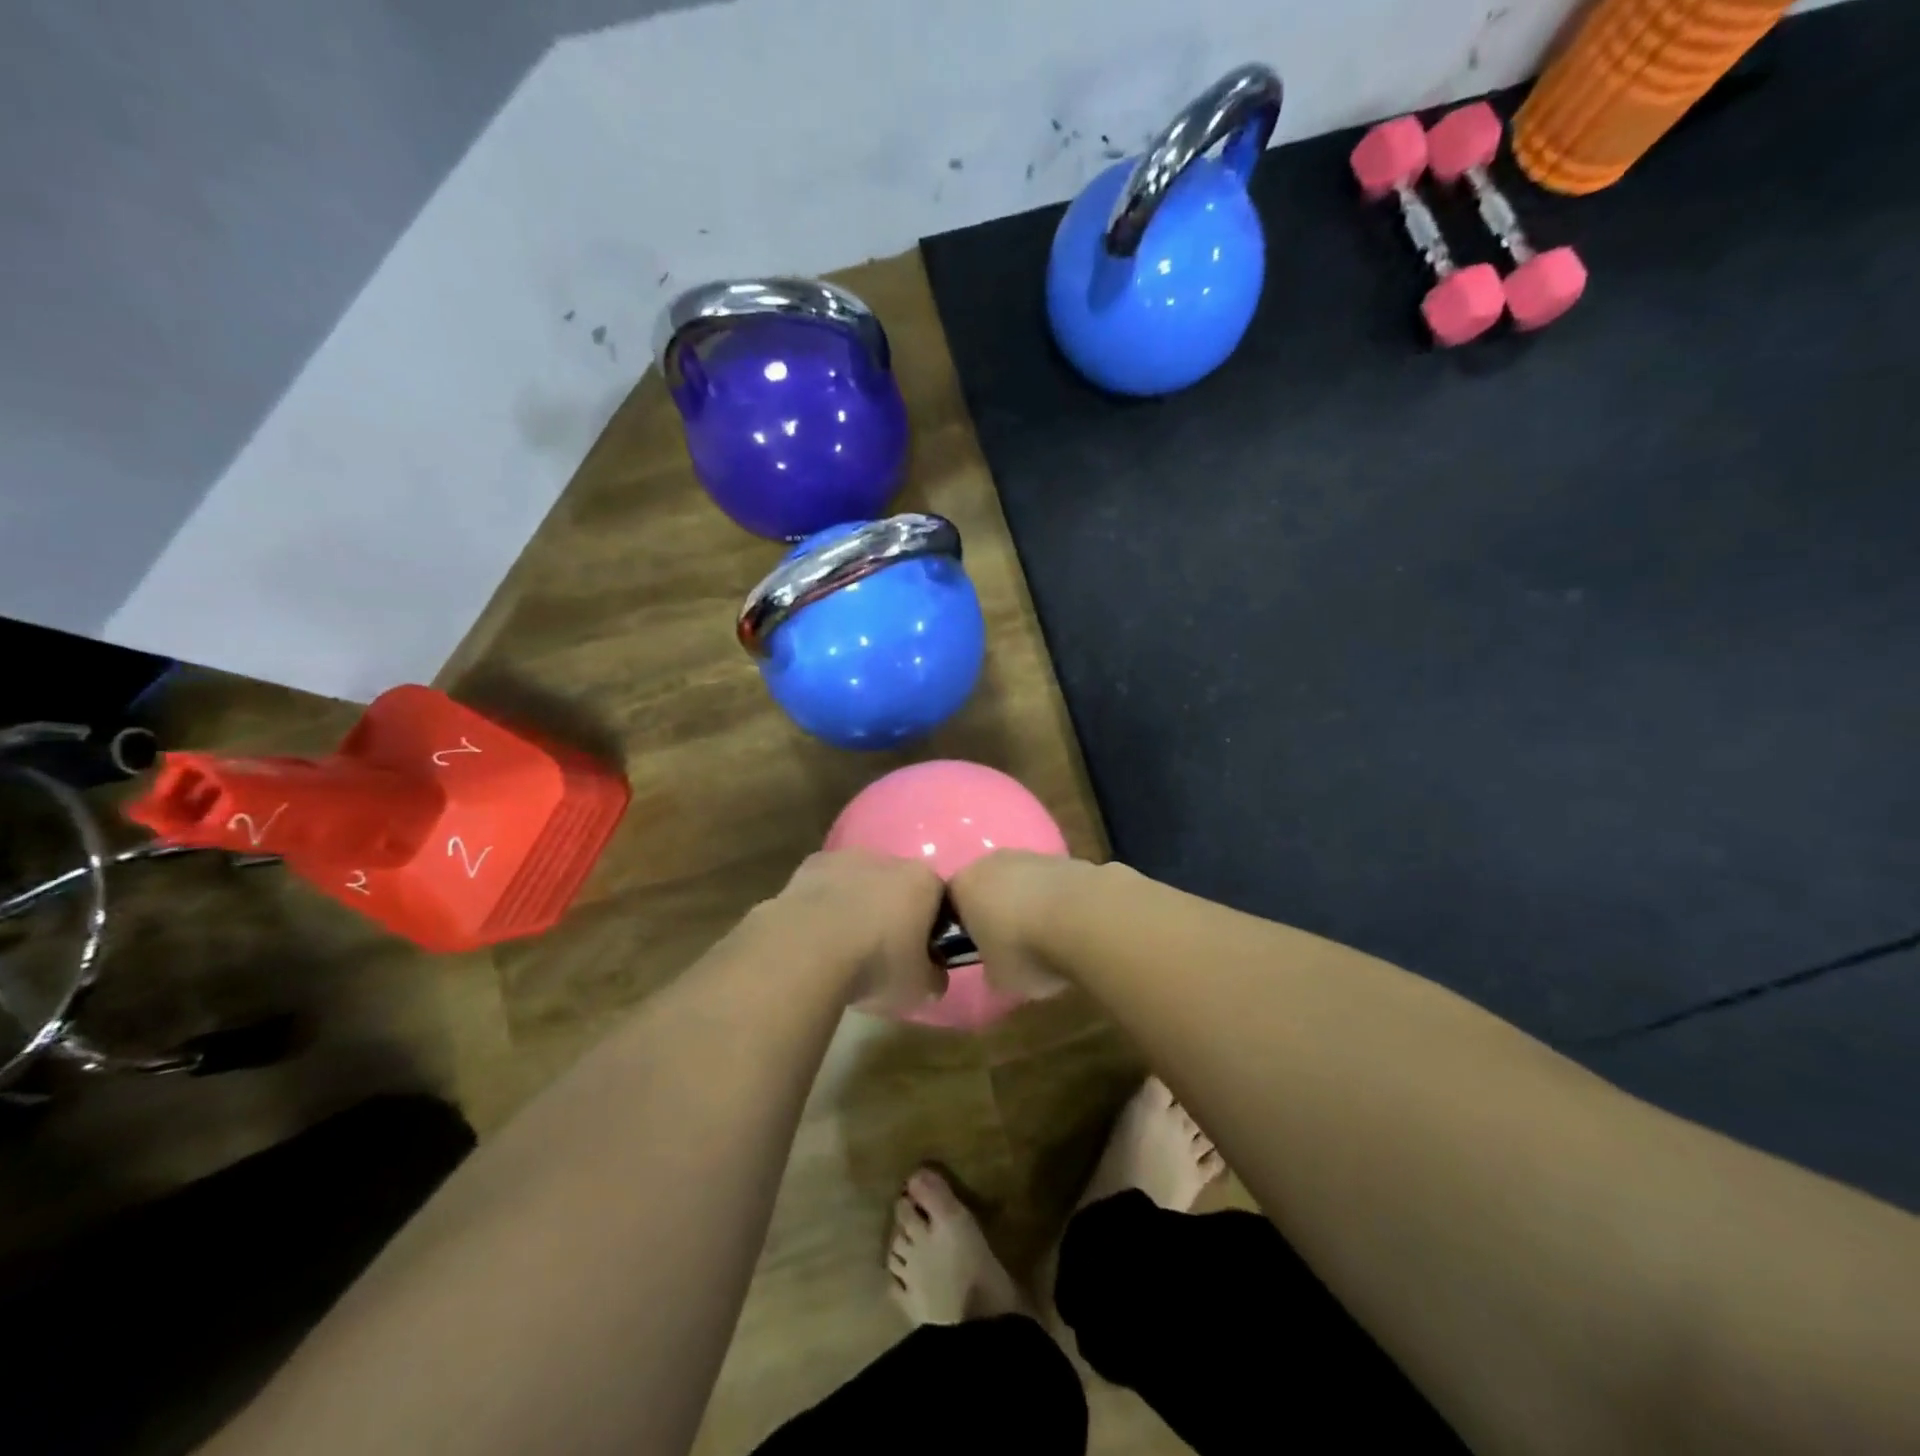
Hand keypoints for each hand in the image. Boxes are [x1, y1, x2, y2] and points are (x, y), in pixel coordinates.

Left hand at [763, 850, 947, 1011]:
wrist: (806, 950)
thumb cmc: (876, 964)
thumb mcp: (919, 988)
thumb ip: (934, 977)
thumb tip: (933, 975)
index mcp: (923, 881)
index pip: (939, 900)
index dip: (931, 929)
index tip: (919, 956)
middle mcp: (888, 859)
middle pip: (898, 886)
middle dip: (893, 913)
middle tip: (880, 953)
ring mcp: (845, 857)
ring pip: (859, 883)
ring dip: (856, 906)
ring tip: (842, 947)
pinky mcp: (809, 865)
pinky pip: (826, 887)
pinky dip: (824, 906)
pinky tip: (815, 936)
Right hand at [948, 850, 1094, 1001]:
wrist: (1084, 918)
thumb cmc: (1025, 949)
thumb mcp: (997, 978)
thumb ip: (990, 967)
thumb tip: (998, 965)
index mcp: (964, 885)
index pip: (952, 903)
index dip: (964, 927)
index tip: (977, 950)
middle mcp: (993, 861)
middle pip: (989, 885)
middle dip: (998, 909)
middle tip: (1012, 943)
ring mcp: (1033, 855)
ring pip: (1024, 881)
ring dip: (1032, 903)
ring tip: (1048, 937)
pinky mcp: (1069, 858)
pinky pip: (1055, 884)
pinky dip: (1060, 901)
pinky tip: (1074, 926)